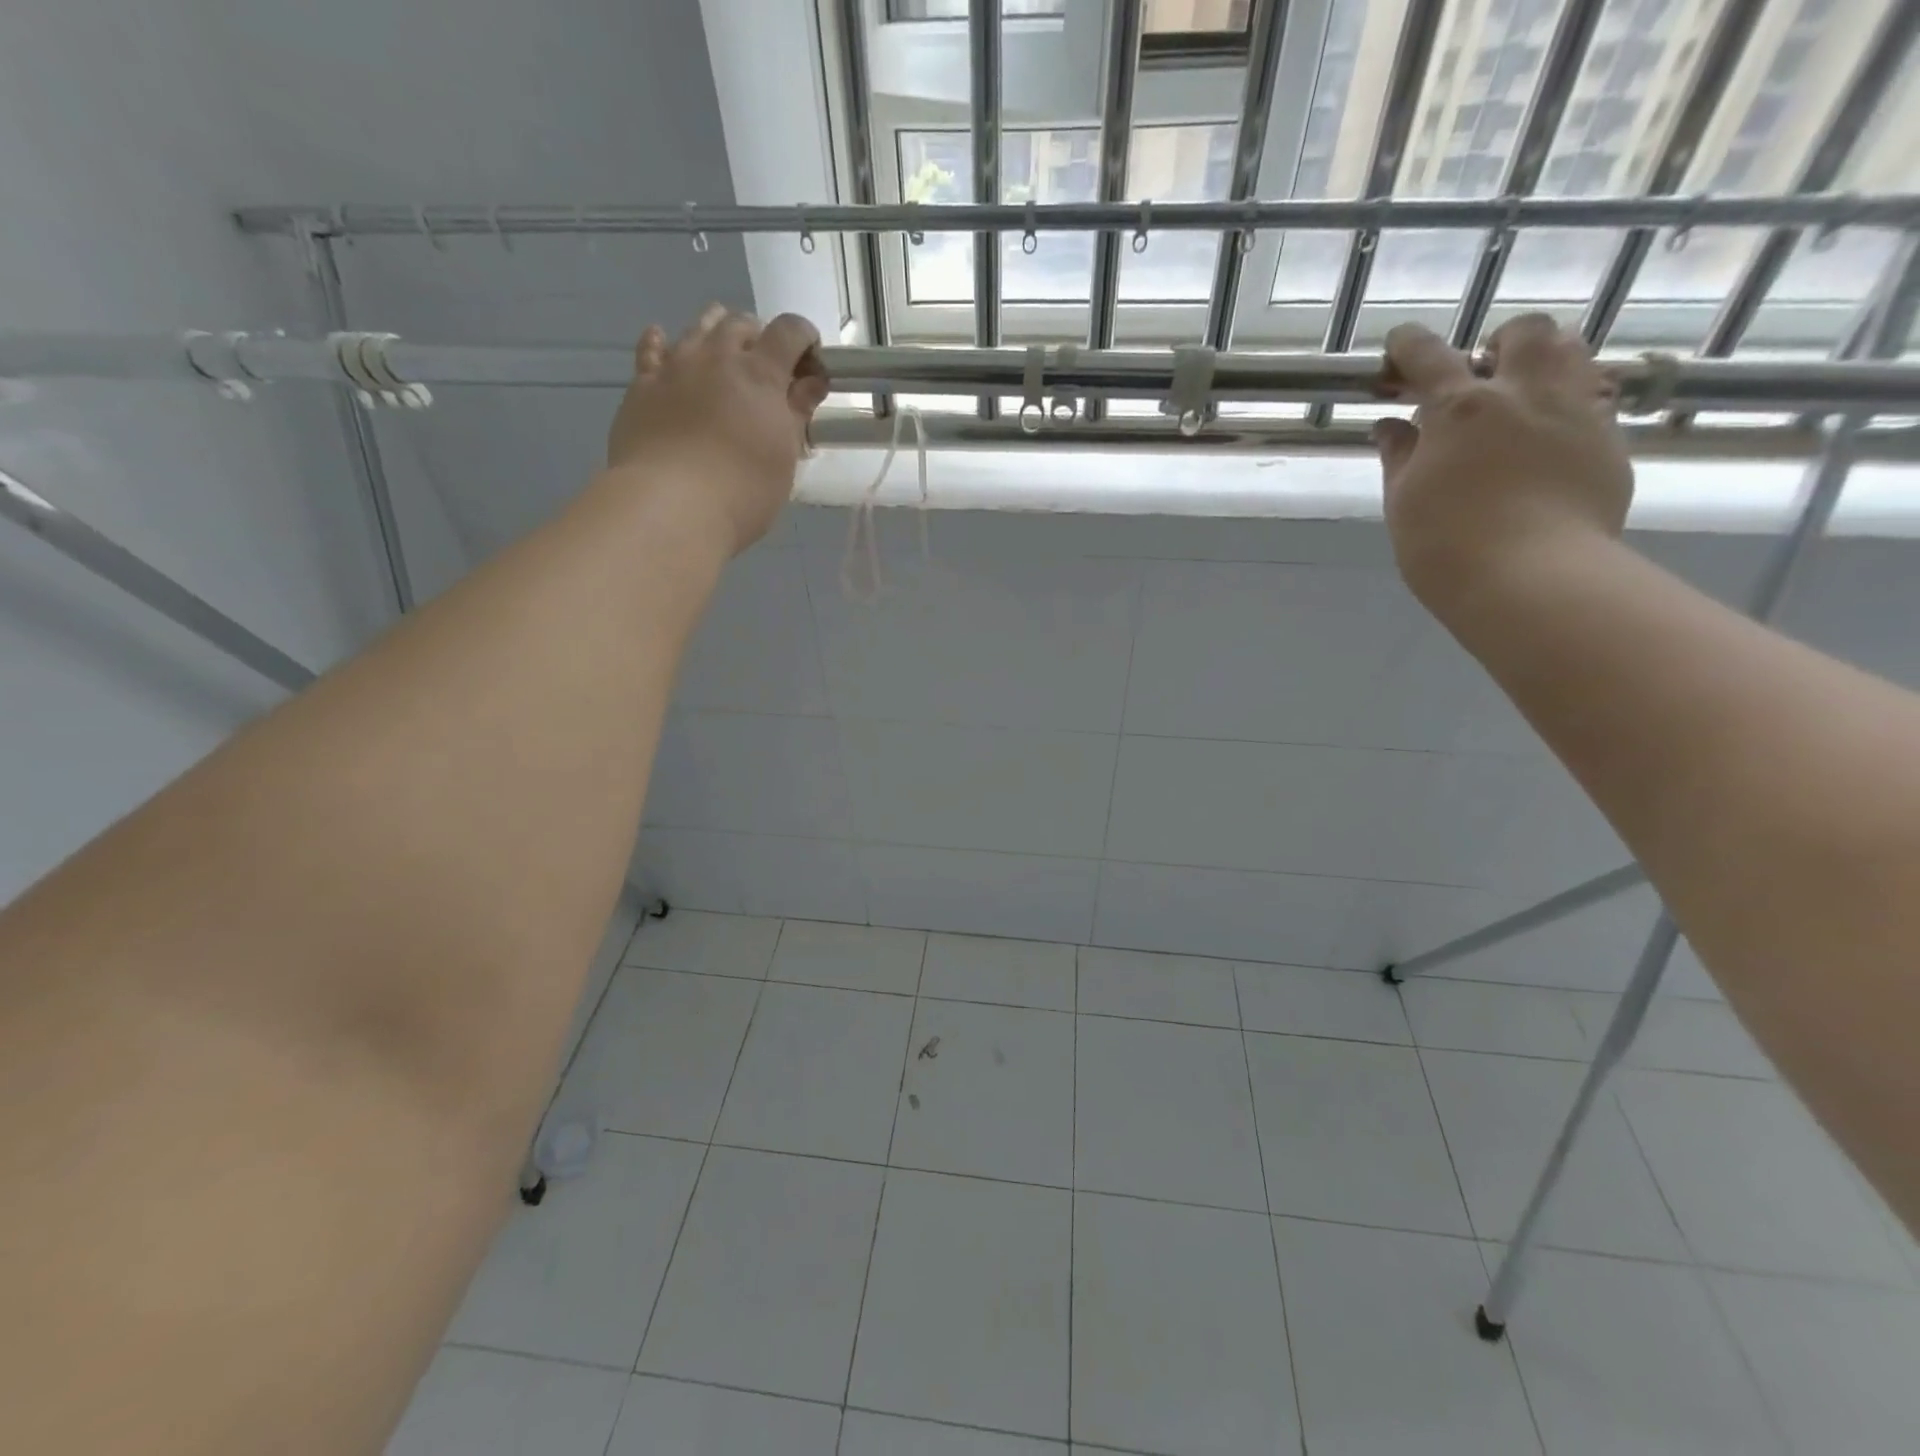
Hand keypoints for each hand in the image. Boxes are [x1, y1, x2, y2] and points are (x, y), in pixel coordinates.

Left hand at [606, 304, 831, 554]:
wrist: (670, 506)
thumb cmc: (743, 490)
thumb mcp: (784, 457)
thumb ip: (797, 413)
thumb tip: (812, 382)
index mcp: (760, 374)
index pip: (789, 331)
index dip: (804, 338)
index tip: (810, 362)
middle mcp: (717, 356)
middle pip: (740, 324)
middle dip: (760, 338)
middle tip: (768, 370)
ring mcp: (675, 366)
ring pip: (698, 328)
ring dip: (717, 333)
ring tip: (725, 356)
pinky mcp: (642, 385)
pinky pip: (651, 349)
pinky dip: (662, 342)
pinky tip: (665, 344)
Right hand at [1374, 314, 1632, 615]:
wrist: (1532, 578)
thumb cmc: (1446, 545)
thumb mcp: (1404, 502)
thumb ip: (1399, 456)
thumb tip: (1390, 426)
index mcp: (1460, 408)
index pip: (1428, 355)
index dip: (1408, 345)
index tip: (1397, 348)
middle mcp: (1524, 393)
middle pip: (1523, 332)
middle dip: (1497, 343)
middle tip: (1478, 375)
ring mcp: (1575, 411)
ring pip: (1573, 351)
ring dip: (1544, 360)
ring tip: (1522, 393)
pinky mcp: (1608, 440)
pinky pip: (1594, 398)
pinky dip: (1569, 402)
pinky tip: (1550, 436)